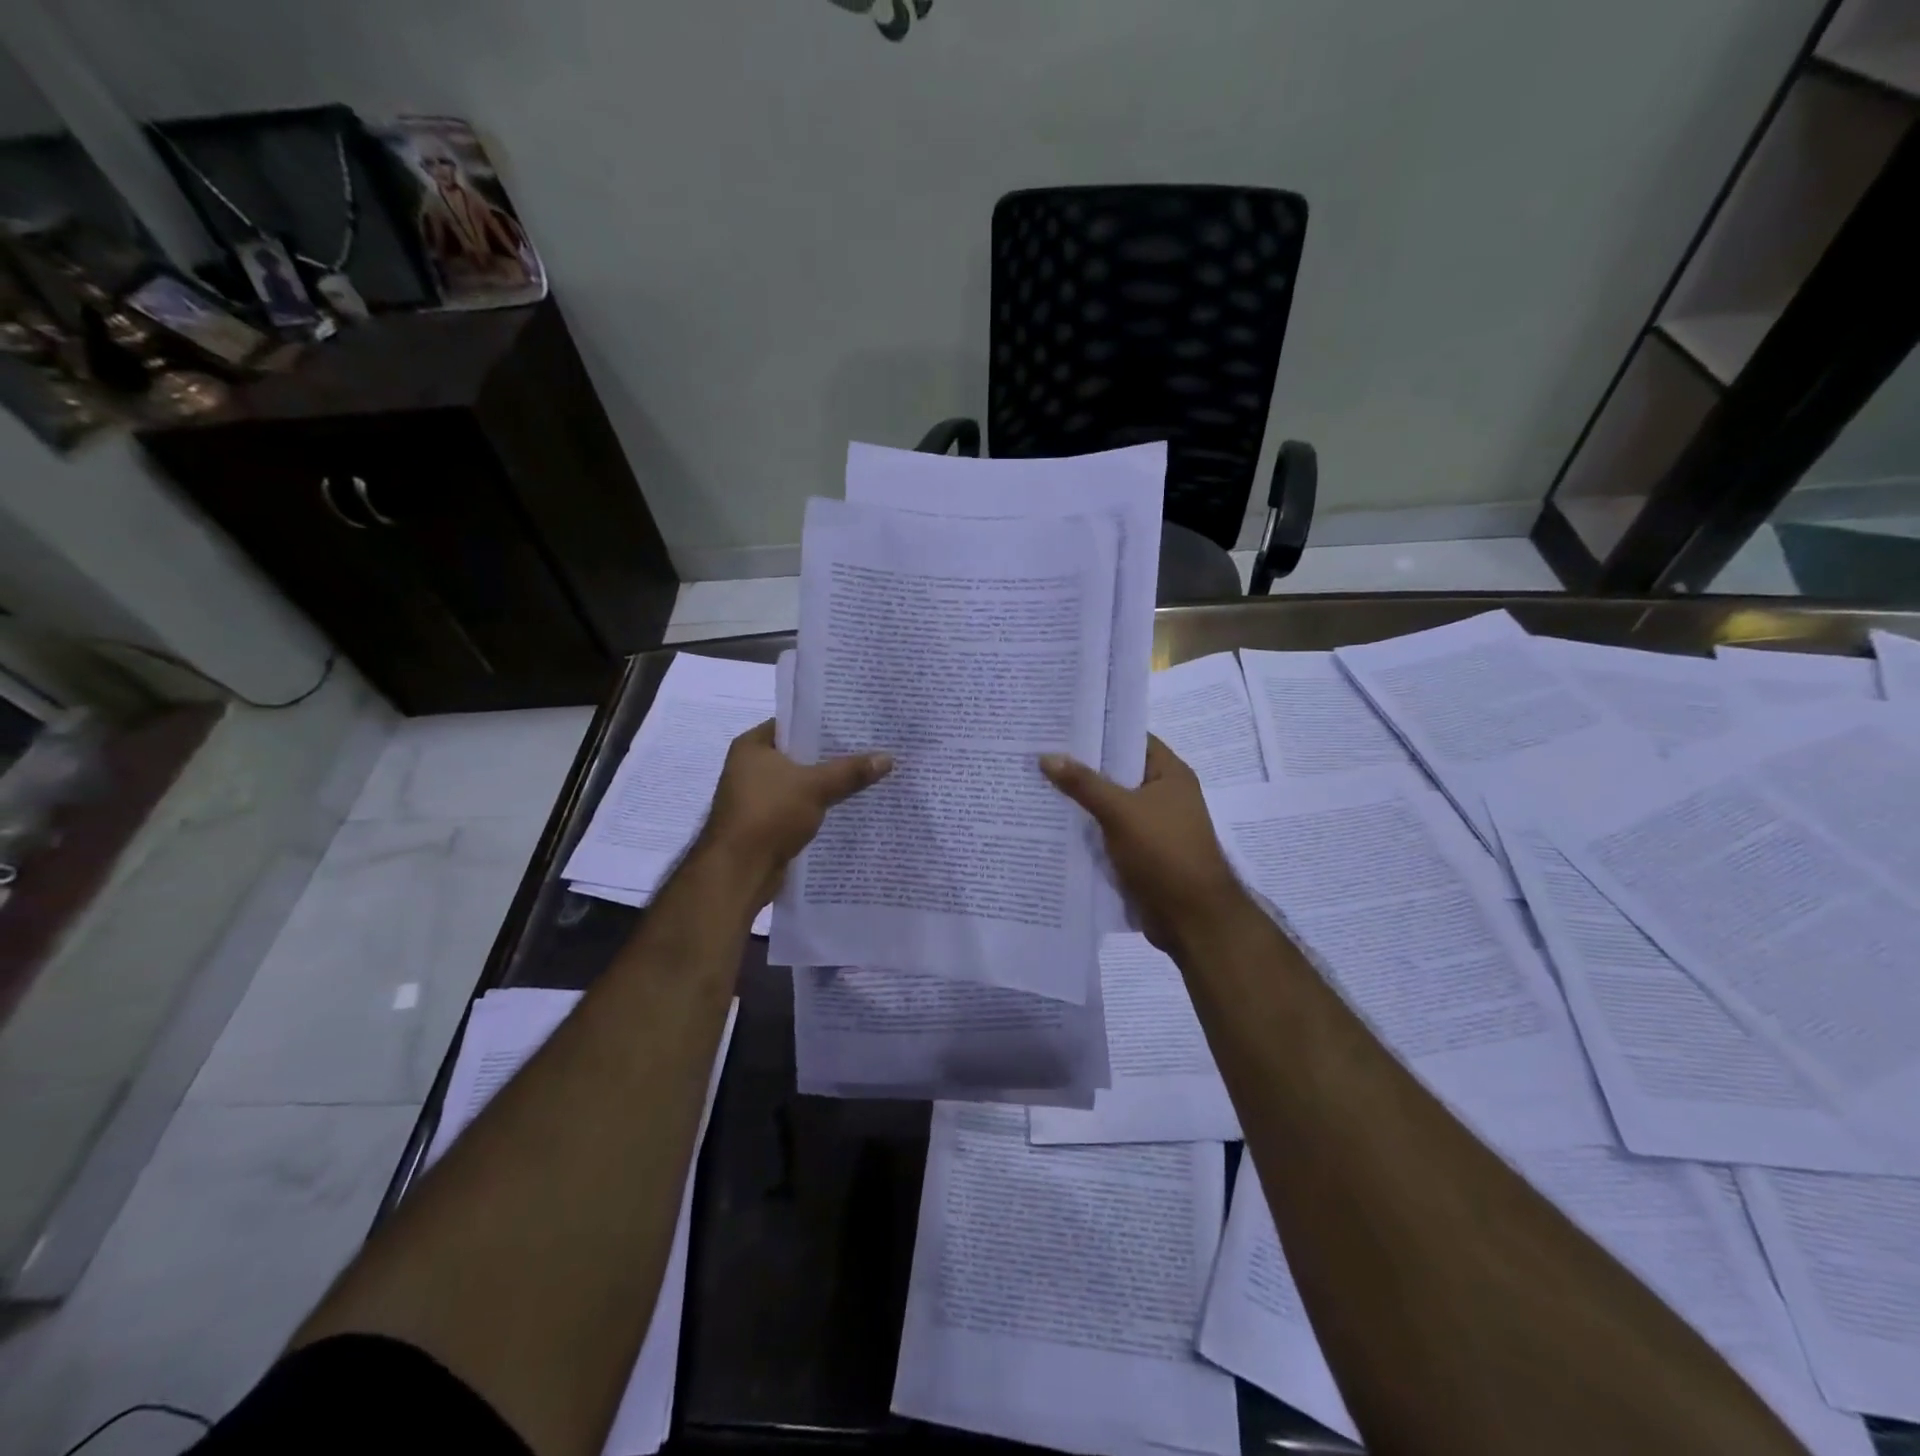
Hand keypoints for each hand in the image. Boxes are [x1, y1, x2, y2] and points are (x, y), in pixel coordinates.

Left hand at [694, 720, 892, 907]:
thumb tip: (889, 757)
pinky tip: (849, 805)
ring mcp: (757, 797)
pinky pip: (799, 807)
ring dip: (827, 783)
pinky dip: (819, 806)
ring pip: (801, 783)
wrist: (739, 871)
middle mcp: (750, 767)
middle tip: (870, 747)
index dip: (823, 722)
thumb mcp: (816, 786)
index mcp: (752, 746)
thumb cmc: (769, 814)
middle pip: (799, 754)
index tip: (856, 722)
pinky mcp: (766, 823)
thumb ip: (851, 771)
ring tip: (867, 774)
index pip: (793, 723)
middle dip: (832, 755)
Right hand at [1041, 736, 1246, 952]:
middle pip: (1116, 772)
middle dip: (1081, 767)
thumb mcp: (1120, 811)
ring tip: (1034, 784)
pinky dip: (1086, 830)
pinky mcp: (1139, 853)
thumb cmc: (1164, 853)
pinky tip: (1051, 825)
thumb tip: (1047, 756)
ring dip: (1080, 801)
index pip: (1131, 739)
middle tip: (1037, 753)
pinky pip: (1107, 833)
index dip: (1099, 730)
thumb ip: (1083, 783)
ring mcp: (1151, 826)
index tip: (1061, 724)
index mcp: (1169, 774)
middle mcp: (1162, 795)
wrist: (1191, 918)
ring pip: (1109, 805)